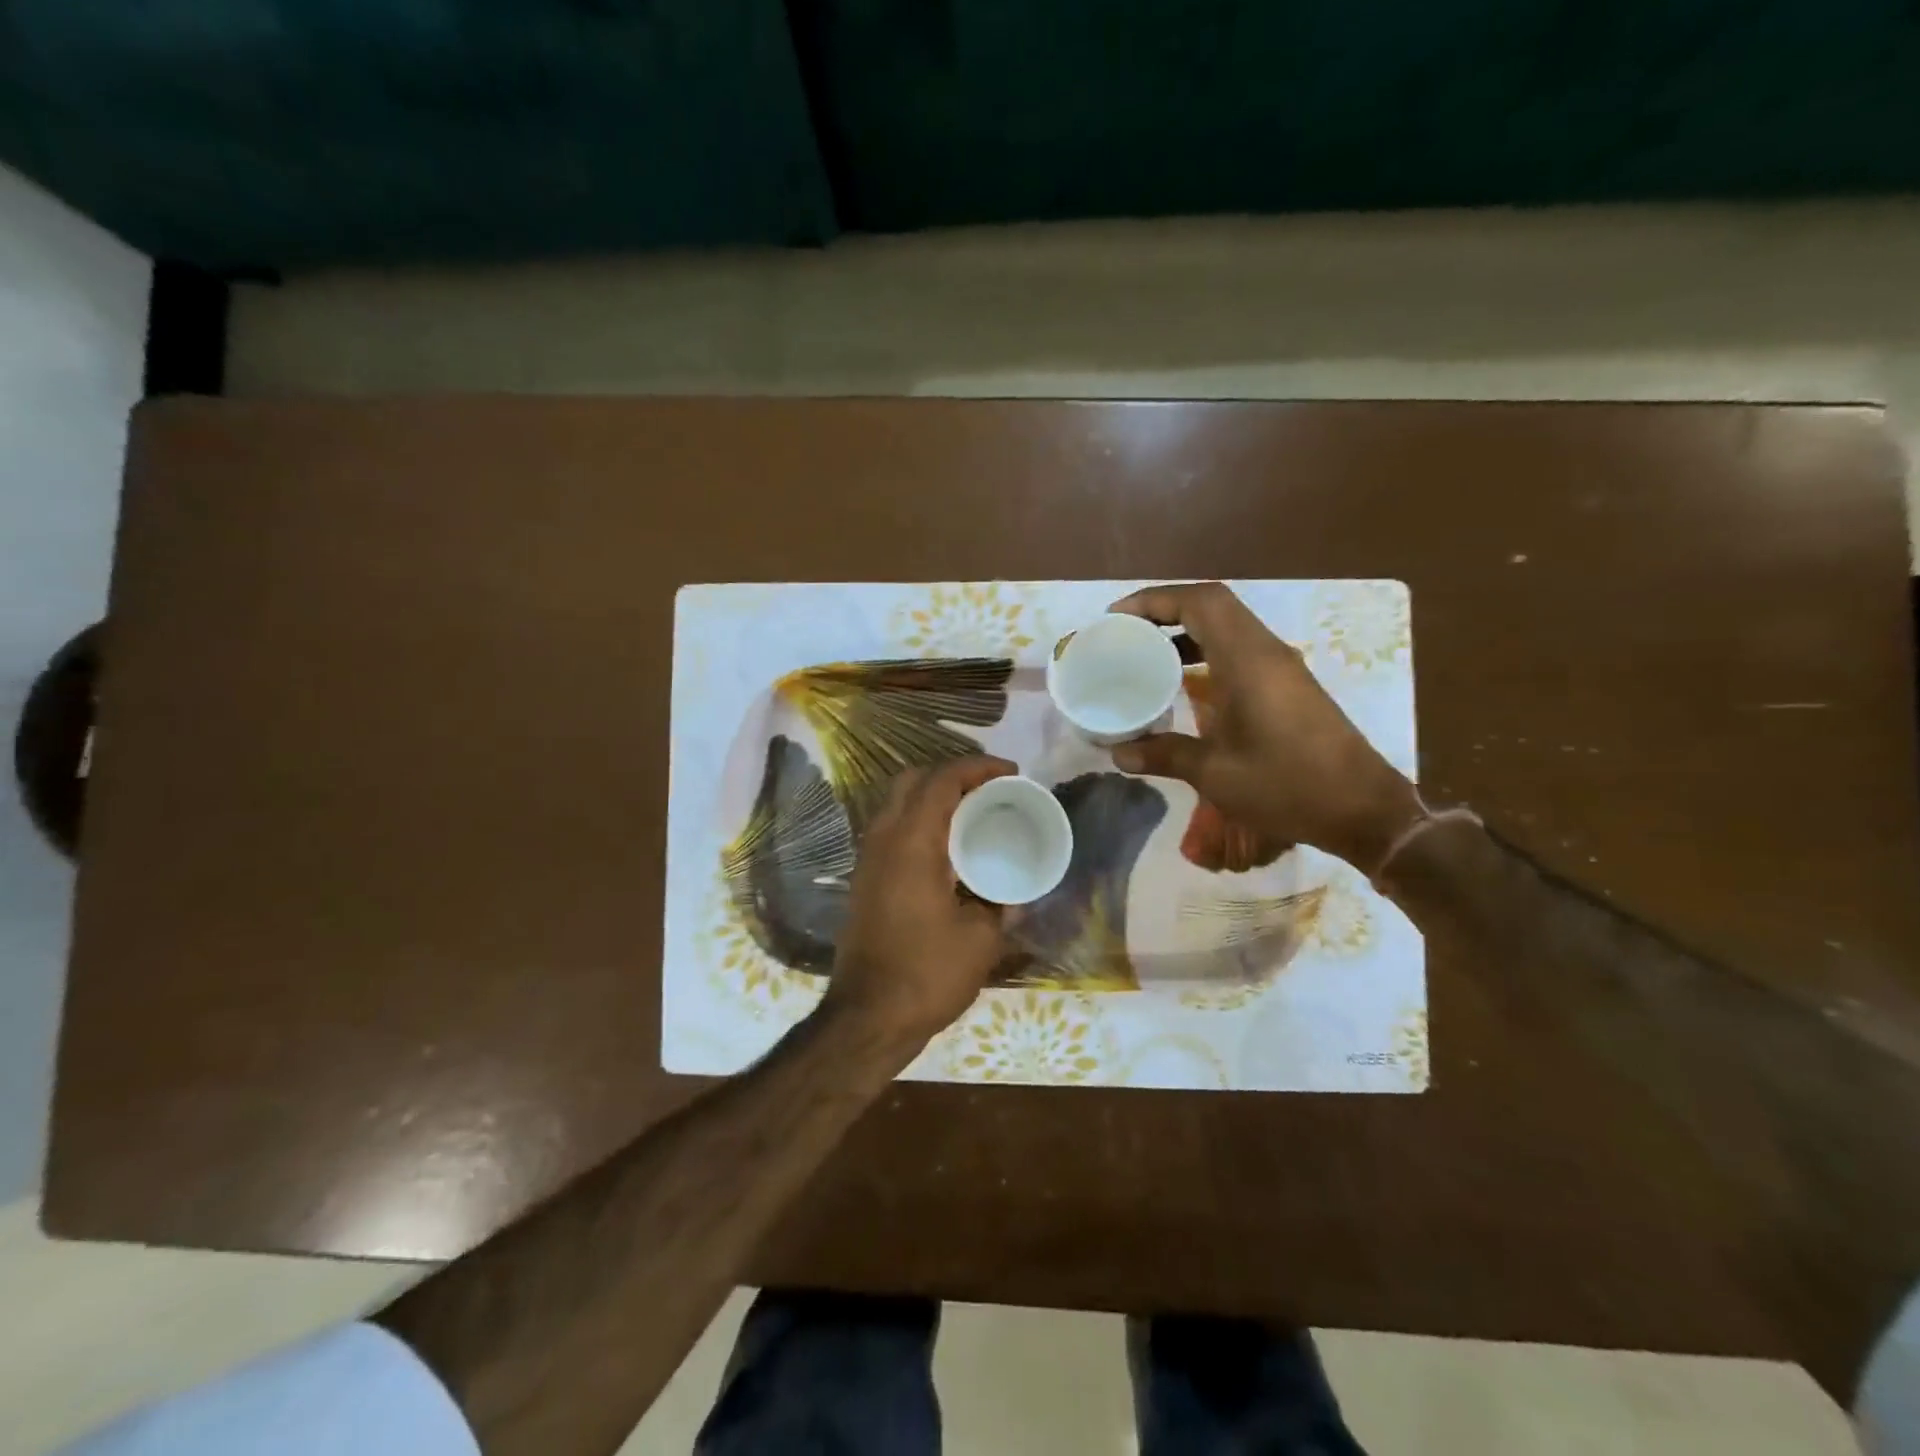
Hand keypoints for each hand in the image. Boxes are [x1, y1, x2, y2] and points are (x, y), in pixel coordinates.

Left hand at [823, 756, 1016, 1047]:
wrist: (867, 1018)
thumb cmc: (926, 973)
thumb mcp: (980, 939)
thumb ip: (1000, 905)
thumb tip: (1014, 894)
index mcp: (912, 842)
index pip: (942, 780)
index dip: (978, 767)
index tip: (1011, 773)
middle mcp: (883, 839)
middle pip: (913, 781)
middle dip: (952, 775)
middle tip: (990, 789)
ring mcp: (868, 860)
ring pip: (899, 805)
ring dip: (934, 798)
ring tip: (974, 815)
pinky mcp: (865, 881)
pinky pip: (893, 831)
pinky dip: (921, 823)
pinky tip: (948, 850)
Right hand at [1108, 582, 1423, 872]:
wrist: (1362, 808)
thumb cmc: (1287, 785)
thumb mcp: (1216, 774)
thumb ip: (1164, 754)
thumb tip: (1117, 753)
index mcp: (1247, 660)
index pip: (1200, 602)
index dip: (1154, 600)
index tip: (1116, 618)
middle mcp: (1265, 651)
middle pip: (1212, 605)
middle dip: (1165, 610)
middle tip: (1125, 633)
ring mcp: (1280, 666)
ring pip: (1227, 626)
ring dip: (1186, 630)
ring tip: (1146, 652)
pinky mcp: (1288, 685)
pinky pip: (1239, 649)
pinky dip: (1206, 651)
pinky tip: (1184, 682)